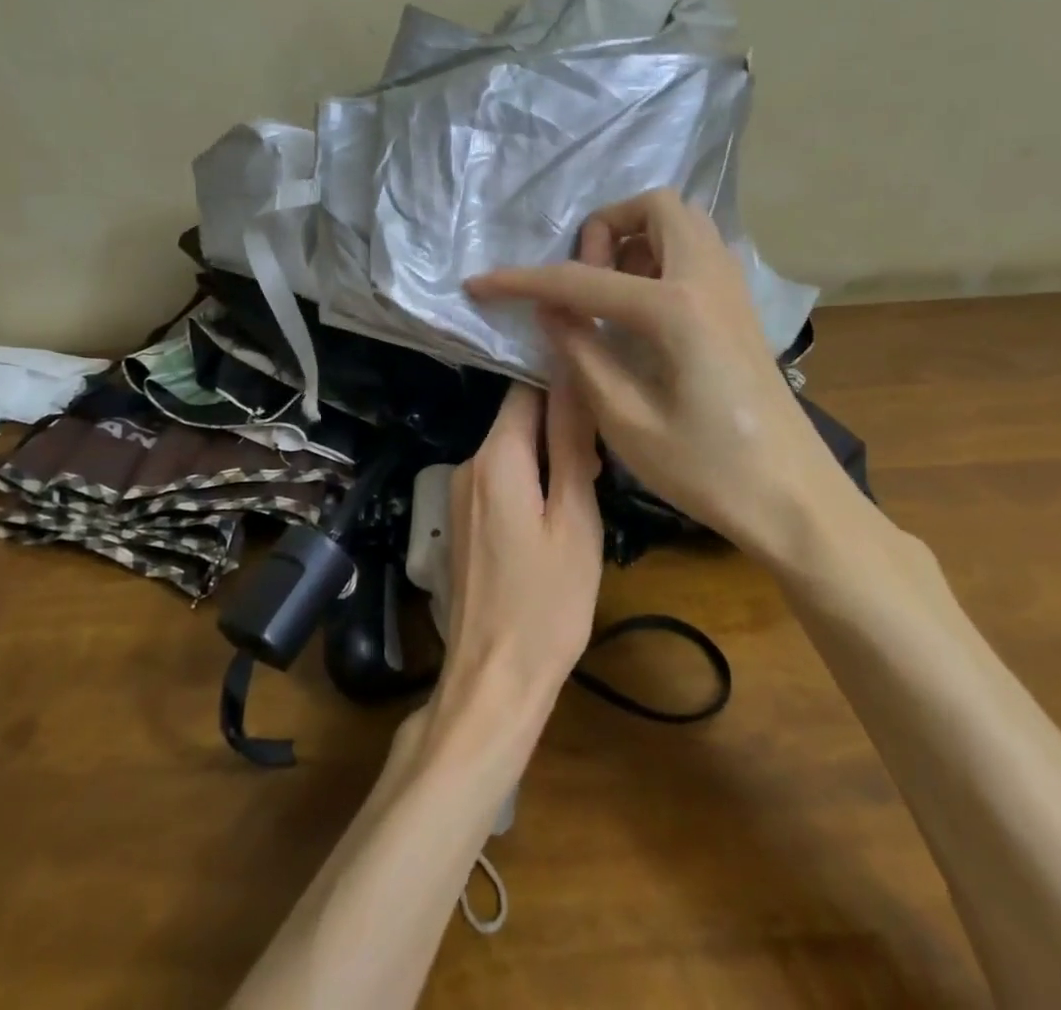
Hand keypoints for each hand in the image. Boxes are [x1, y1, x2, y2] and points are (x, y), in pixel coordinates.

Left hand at [439, 376, 604, 714]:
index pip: (526, 388)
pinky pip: (499, 482)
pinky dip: (529, 485)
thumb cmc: (547, 602)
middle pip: (517, 419)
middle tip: (603, 463)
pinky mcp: (460, 522)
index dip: (564, 386)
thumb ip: (572, 444)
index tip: (601, 402)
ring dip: (548, 459)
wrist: (493, 680)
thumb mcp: (575, 520)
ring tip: (587, 494)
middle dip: (560, 428)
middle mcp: (468, 465)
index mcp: (496, 457)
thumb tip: (573, 380)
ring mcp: (458, 495)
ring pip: (510, 452)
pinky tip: (555, 520)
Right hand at [466, 189, 841, 558]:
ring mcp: (732, 288)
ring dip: (636, 240)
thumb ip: (581, 353)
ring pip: (682, 223)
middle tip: (582, 281)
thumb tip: (550, 309)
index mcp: (676, 308)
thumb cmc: (709, 471)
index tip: (478, 284)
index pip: (583, 279)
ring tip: (608, 294)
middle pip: (654, 208)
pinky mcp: (740, 307)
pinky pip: (696, 251)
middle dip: (605, 229)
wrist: (795, 499)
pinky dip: (661, 257)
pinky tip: (642, 312)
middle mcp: (708, 279)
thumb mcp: (626, 421)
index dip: (523, 281)